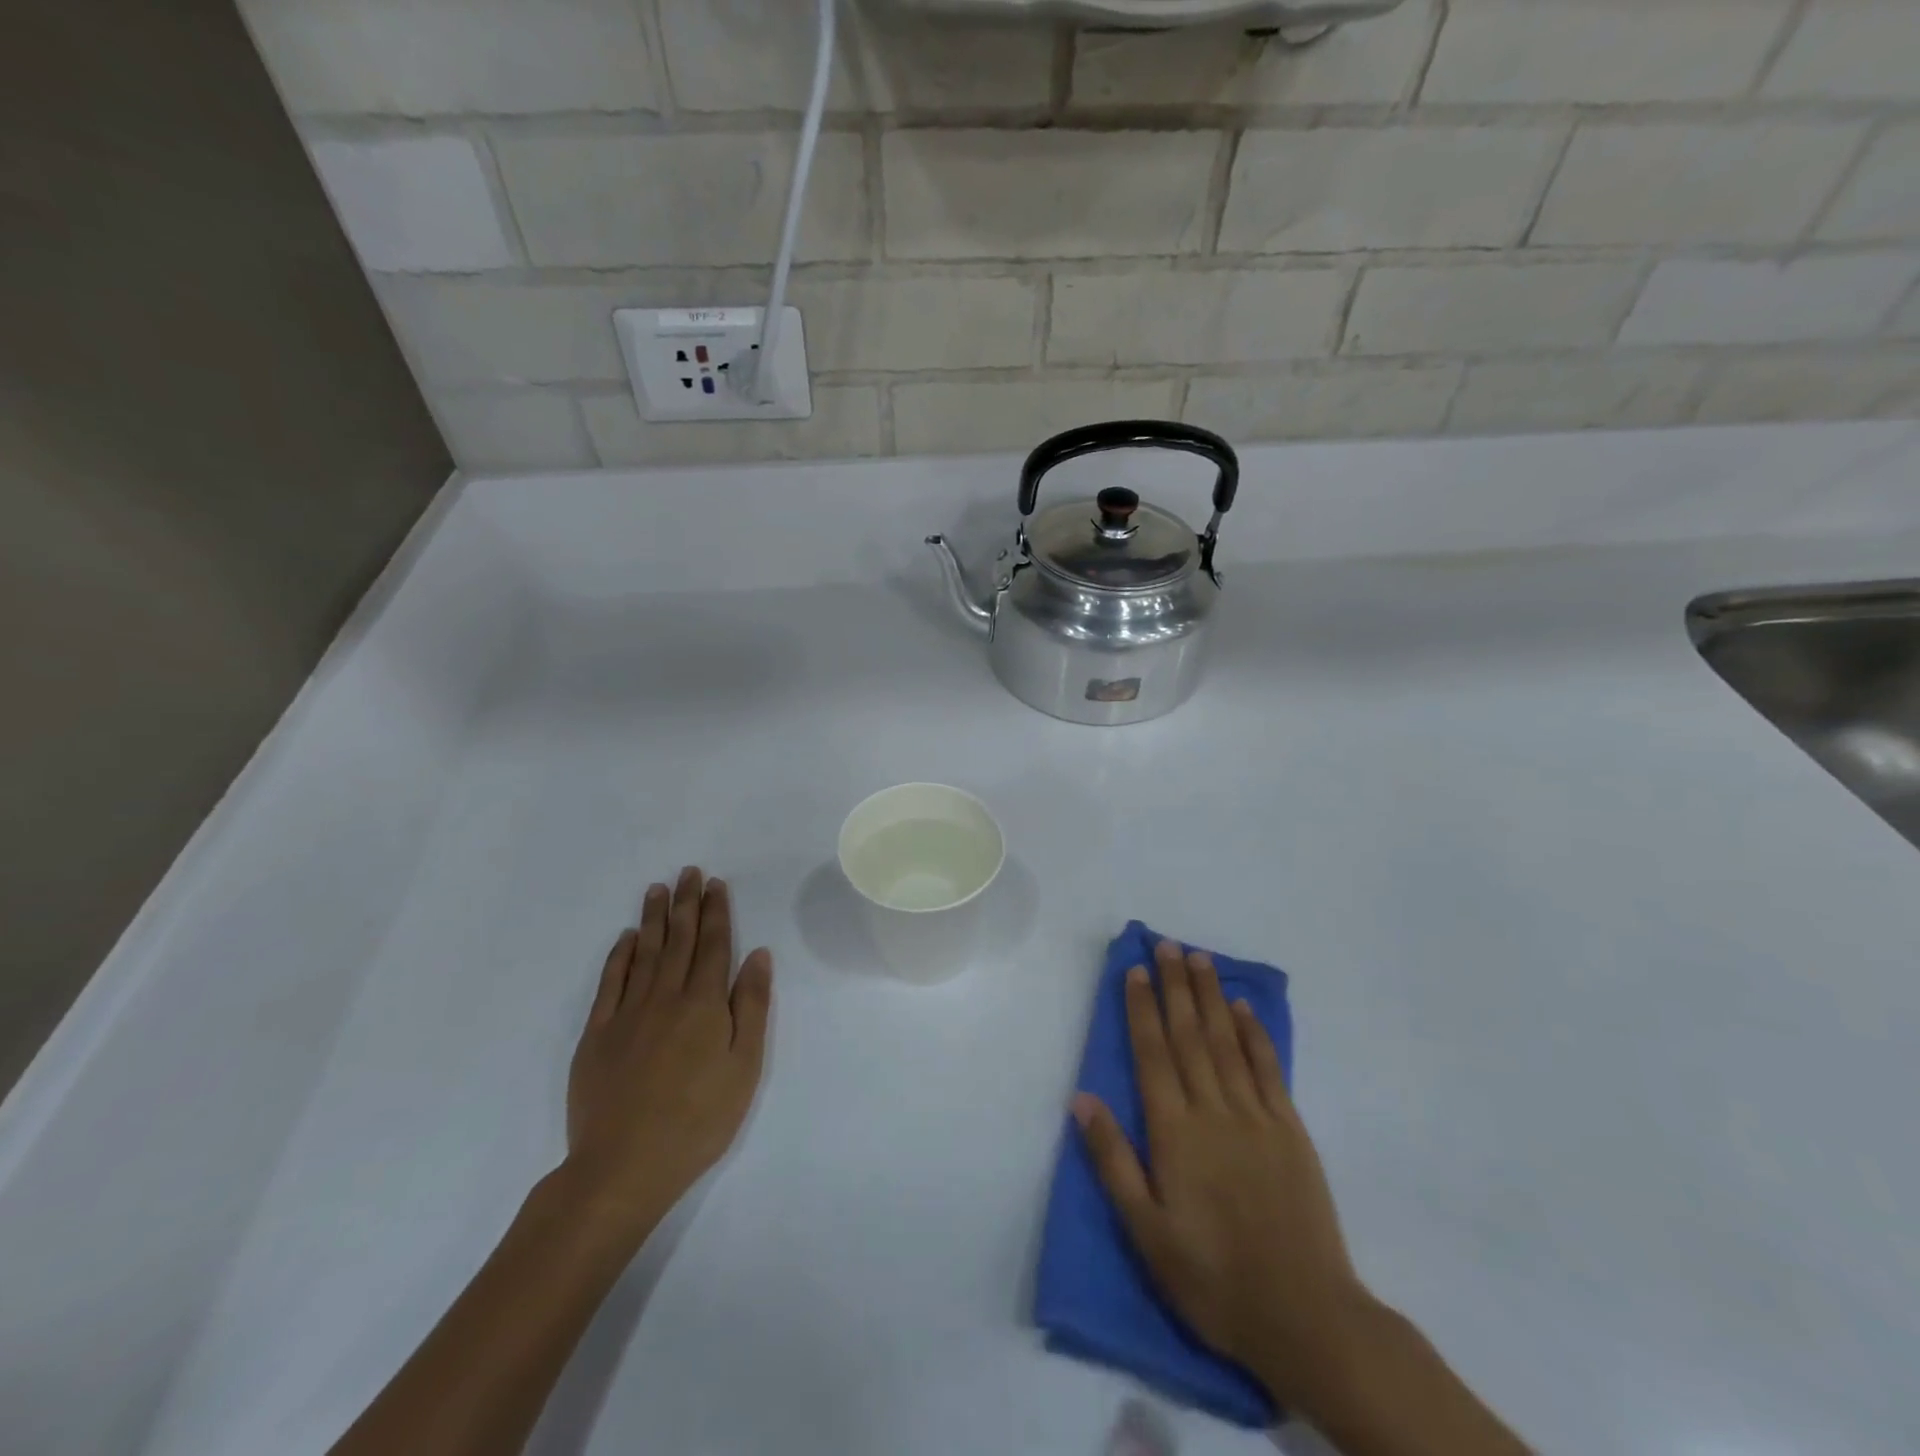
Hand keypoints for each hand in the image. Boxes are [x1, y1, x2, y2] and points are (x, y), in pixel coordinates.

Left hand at [561, 867, 771, 1252]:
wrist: (622, 1167)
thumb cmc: (697, 1120)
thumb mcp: (744, 1067)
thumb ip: (751, 1007)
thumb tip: (757, 955)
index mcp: (704, 1004)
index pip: (714, 945)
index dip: (716, 912)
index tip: (715, 884)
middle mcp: (666, 997)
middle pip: (679, 940)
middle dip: (686, 903)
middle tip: (688, 872)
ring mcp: (627, 1013)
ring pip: (644, 953)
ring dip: (653, 918)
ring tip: (658, 889)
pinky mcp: (597, 1034)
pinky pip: (610, 982)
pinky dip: (619, 956)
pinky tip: (625, 938)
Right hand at [1071, 939, 1365, 1405]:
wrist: (1305, 1316)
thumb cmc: (1212, 1278)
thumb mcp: (1146, 1231)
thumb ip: (1113, 1160)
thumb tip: (1081, 1098)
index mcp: (1175, 1132)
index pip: (1153, 1054)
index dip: (1142, 1009)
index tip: (1136, 970)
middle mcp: (1213, 1110)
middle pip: (1189, 1035)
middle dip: (1175, 986)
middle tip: (1166, 944)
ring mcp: (1256, 1116)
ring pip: (1226, 1041)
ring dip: (1210, 996)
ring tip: (1198, 958)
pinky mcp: (1290, 1130)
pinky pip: (1268, 1069)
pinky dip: (1254, 1034)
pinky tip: (1243, 1008)